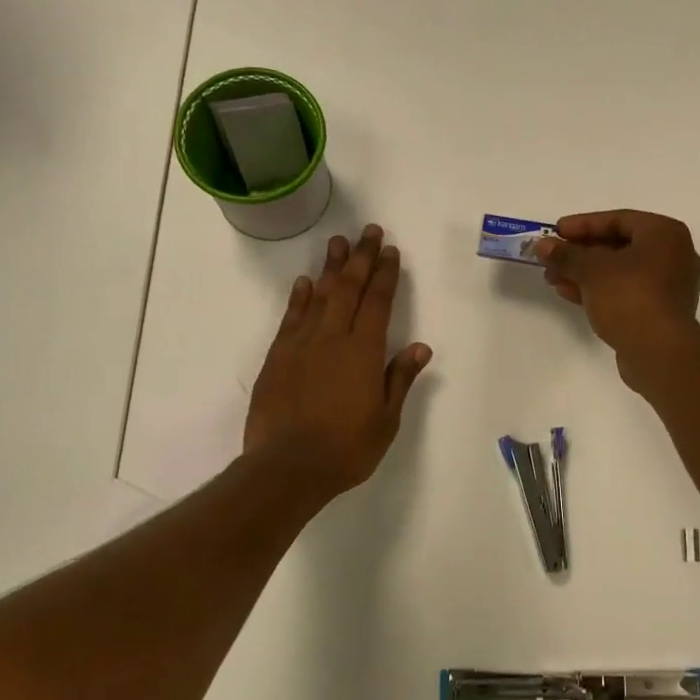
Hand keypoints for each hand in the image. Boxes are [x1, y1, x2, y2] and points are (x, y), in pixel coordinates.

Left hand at [244, 224, 433, 501]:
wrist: (287, 467)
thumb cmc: (346, 448)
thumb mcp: (386, 420)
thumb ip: (399, 379)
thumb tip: (421, 347)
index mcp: (364, 352)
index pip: (378, 303)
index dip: (385, 275)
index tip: (391, 251)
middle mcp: (333, 338)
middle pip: (349, 289)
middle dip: (361, 258)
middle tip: (368, 232)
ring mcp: (301, 344)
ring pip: (318, 296)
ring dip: (330, 267)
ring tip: (338, 242)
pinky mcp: (277, 356)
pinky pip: (291, 317)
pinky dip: (299, 297)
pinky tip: (304, 282)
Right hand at [534, 210, 699, 388]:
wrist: (660, 352)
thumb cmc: (630, 296)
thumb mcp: (591, 270)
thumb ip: (566, 254)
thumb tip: (542, 245)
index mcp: (665, 233)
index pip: (618, 219)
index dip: (583, 224)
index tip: (556, 231)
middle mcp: (674, 255)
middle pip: (618, 246)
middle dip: (580, 253)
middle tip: (551, 257)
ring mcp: (669, 286)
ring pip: (619, 272)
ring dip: (585, 273)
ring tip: (553, 278)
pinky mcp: (660, 312)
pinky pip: (625, 291)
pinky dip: (599, 290)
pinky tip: (569, 294)